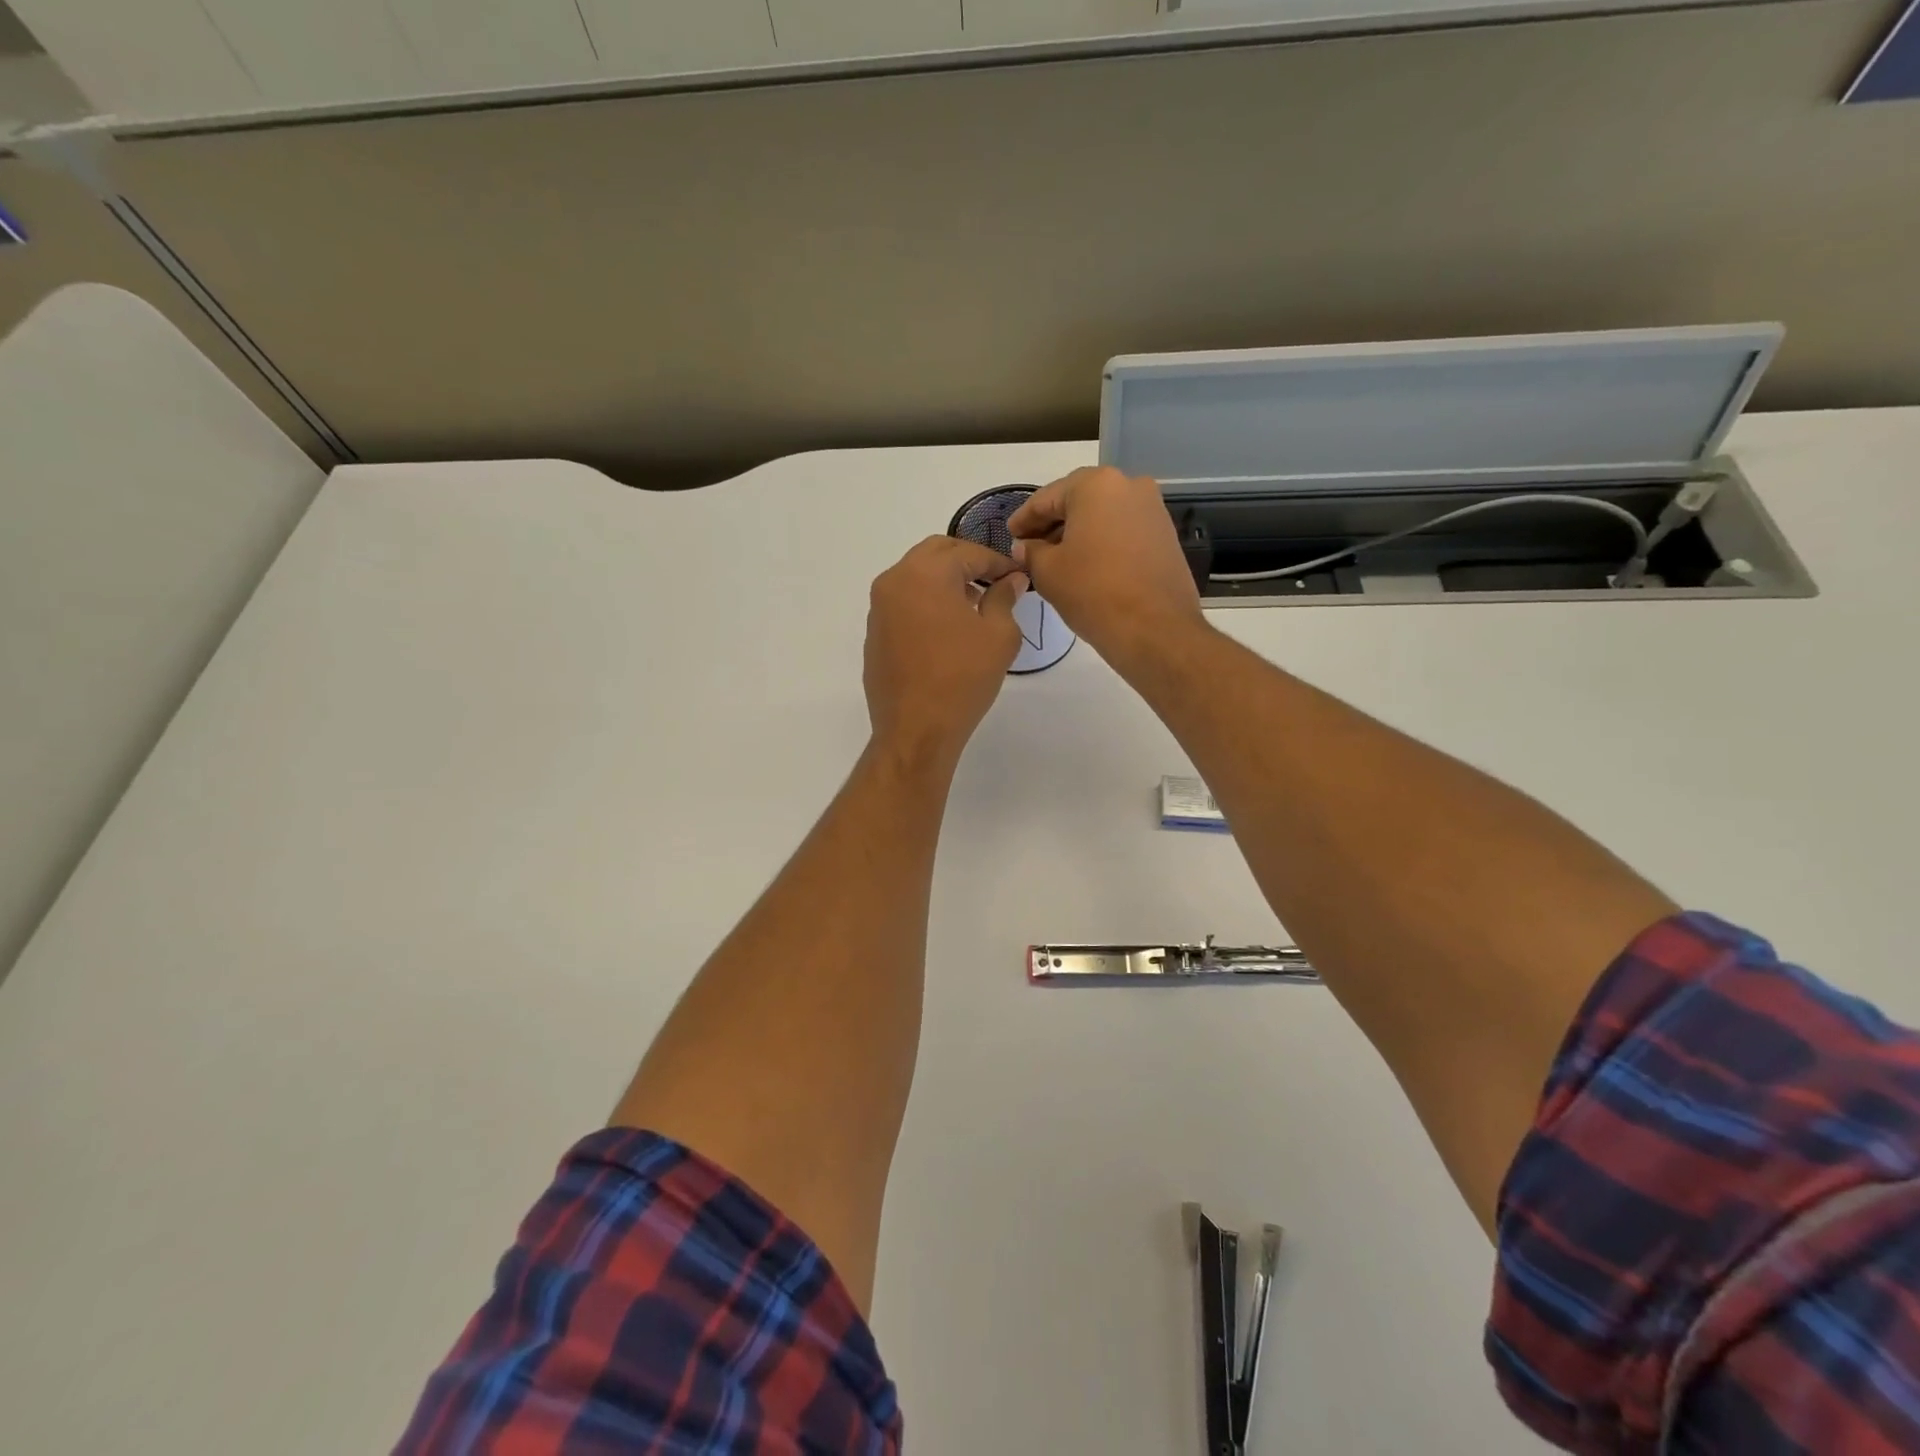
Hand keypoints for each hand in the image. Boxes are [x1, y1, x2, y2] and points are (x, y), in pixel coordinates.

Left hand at [864, 537, 1028, 767]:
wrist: (916, 729)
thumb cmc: (963, 679)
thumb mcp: (999, 636)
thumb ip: (1004, 598)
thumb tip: (1011, 580)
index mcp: (925, 573)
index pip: (968, 552)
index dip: (998, 561)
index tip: (1017, 575)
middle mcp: (895, 581)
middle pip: (936, 553)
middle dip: (967, 561)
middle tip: (994, 581)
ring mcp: (879, 608)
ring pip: (916, 576)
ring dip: (945, 580)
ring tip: (974, 604)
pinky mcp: (874, 633)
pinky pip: (904, 602)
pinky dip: (926, 602)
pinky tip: (946, 629)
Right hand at [1006, 466, 1205, 675]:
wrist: (1155, 629)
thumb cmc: (1093, 592)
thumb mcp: (1048, 572)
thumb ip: (1030, 552)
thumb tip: (1025, 546)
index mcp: (1096, 485)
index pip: (1047, 498)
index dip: (1023, 519)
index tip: (1009, 536)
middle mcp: (1129, 485)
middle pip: (1078, 502)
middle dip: (1052, 524)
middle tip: (1029, 548)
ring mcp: (1152, 509)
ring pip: (1102, 516)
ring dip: (1077, 534)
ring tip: (1055, 560)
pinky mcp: (1165, 535)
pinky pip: (1122, 531)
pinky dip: (1101, 542)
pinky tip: (1086, 566)